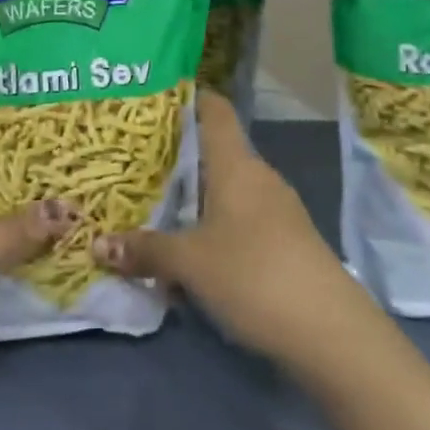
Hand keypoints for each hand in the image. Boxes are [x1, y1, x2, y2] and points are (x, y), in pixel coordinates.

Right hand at [93, 90, 375, 368]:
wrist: (331, 331)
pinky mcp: (286, 241)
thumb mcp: (190, 263)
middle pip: (214, 153)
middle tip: (135, 166)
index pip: (214, 109)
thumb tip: (98, 245)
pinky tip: (191, 261)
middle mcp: (258, 176)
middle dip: (177, 161)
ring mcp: (277, 209)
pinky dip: (213, 231)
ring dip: (194, 203)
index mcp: (236, 163)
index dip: (188, 98)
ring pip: (226, 192)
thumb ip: (146, 250)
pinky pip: (240, 221)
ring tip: (154, 215)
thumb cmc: (254, 274)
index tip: (153, 101)